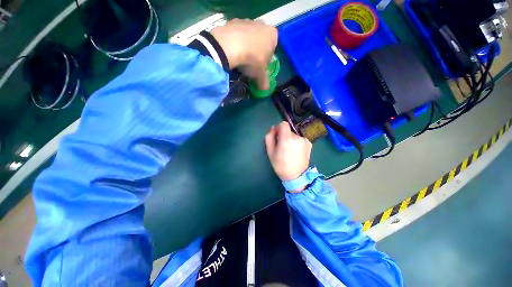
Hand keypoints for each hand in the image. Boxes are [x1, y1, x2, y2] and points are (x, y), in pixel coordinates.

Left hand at [211, 19, 277, 89]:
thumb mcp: (260, 74)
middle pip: (261, 42)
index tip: (260, 67)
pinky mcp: (233, 21)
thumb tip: (265, 90)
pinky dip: (235, 42)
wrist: (230, 46)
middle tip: (250, 64)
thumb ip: (264, 82)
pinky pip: (236, 35)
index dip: (266, 60)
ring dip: (246, 47)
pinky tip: (232, 52)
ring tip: (240, 59)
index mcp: (272, 35)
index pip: (272, 50)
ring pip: (249, 37)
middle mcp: (262, 25)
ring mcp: (247, 21)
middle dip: (256, 53)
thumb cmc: (252, 60)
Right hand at [265, 122, 312, 191]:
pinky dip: (297, 143)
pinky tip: (296, 152)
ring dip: (290, 140)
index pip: (283, 124)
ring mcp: (305, 140)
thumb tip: (273, 128)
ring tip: (289, 151)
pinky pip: (300, 139)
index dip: (278, 128)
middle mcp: (298, 137)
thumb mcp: (270, 152)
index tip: (277, 135)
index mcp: (287, 139)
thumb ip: (269, 137)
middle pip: (288, 131)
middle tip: (282, 147)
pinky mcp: (309, 144)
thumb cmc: (280, 165)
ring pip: (294, 135)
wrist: (296, 176)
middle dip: (284, 136)